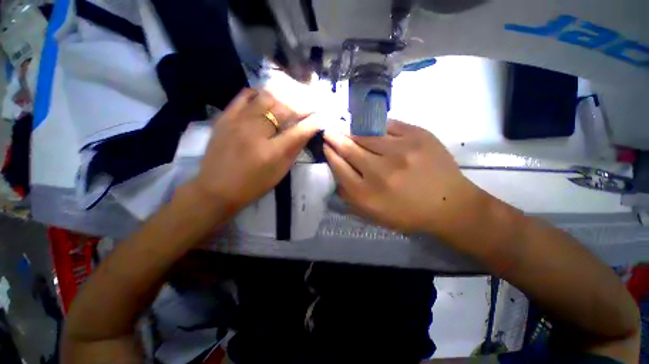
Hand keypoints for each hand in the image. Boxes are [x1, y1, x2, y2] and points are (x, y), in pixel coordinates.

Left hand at [190, 88, 318, 214]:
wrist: (216, 189)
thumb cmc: (253, 185)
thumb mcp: (280, 172)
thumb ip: (294, 151)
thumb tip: (306, 132)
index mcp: (272, 152)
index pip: (299, 132)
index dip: (312, 123)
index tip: (320, 117)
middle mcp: (255, 133)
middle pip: (283, 109)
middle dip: (299, 107)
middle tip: (306, 108)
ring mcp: (238, 122)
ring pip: (265, 98)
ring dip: (281, 99)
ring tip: (287, 103)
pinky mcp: (225, 118)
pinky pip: (244, 96)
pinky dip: (258, 94)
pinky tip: (264, 99)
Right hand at [323, 120, 481, 235]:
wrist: (449, 204)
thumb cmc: (407, 213)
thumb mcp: (373, 214)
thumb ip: (350, 195)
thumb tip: (336, 171)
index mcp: (368, 194)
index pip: (339, 167)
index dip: (330, 154)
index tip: (325, 145)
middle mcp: (381, 171)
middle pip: (348, 149)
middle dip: (335, 138)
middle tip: (329, 131)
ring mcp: (400, 151)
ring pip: (365, 134)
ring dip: (351, 131)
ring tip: (346, 128)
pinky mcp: (418, 136)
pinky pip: (387, 125)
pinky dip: (375, 126)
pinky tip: (370, 127)